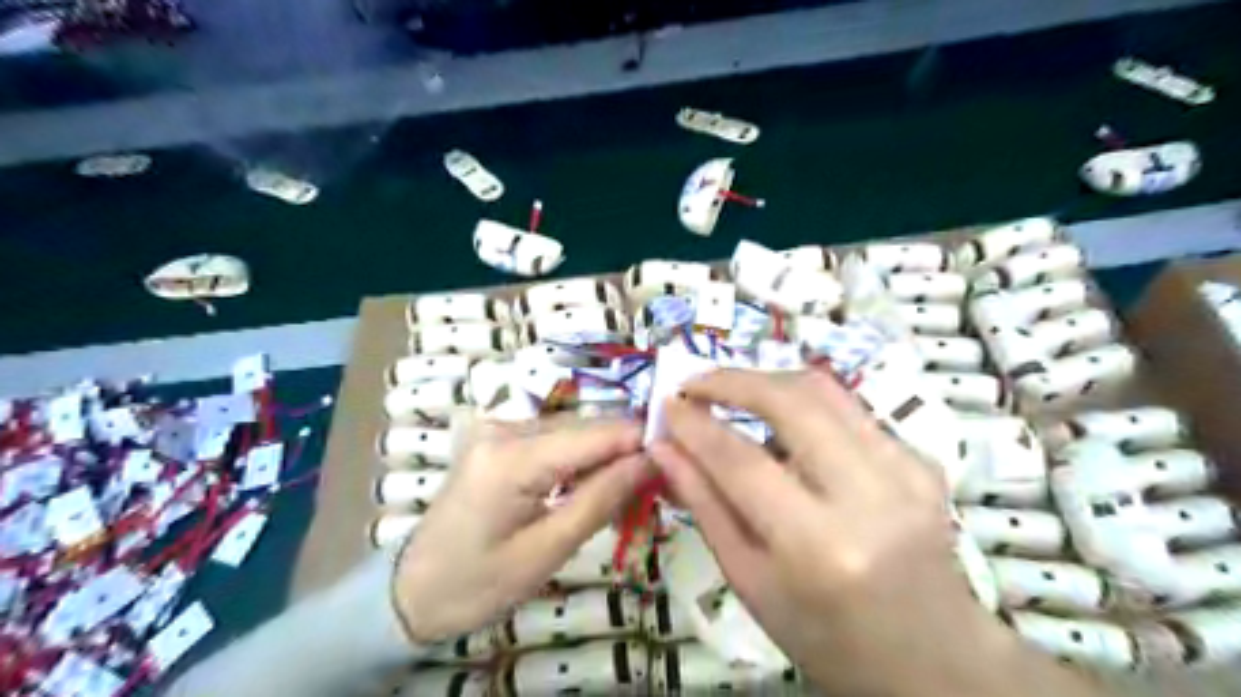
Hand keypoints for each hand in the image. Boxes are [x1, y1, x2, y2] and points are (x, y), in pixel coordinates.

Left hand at [393, 413, 649, 642]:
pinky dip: (580, 459)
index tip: (676, 461)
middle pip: (587, 426)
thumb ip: (601, 499)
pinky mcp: (498, 437)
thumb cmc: (477, 583)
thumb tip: (651, 461)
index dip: (642, 441)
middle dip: (626, 451)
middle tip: (657, 485)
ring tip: (627, 491)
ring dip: (605, 456)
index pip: (597, 433)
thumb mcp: (547, 552)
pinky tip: (591, 485)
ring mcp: (498, 428)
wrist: (412, 590)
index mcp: (512, 457)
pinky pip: (555, 438)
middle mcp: (505, 427)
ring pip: (574, 429)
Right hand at [653, 370, 1034, 696]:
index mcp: (818, 546)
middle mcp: (869, 496)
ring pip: (825, 390)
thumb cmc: (827, 637)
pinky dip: (803, 404)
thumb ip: (704, 506)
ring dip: (768, 380)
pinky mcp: (922, 459)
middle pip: (791, 402)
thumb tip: (665, 448)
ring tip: (730, 392)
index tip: (667, 403)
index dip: (696, 425)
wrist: (934, 659)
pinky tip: (781, 422)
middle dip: (733, 380)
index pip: (741, 461)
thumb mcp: (750, 582)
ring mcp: (905, 471)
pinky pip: (849, 410)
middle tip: (695, 383)